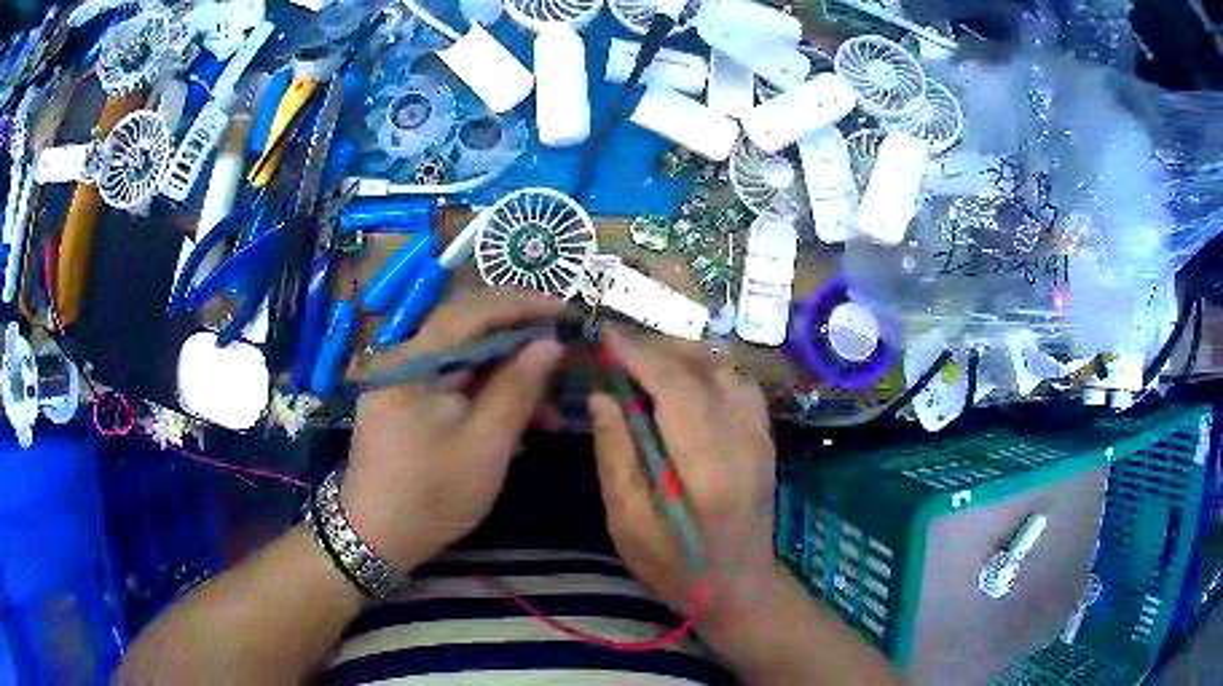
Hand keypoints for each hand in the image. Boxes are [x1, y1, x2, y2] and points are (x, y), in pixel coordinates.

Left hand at [342, 289, 566, 570]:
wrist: (375, 537)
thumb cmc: (432, 494)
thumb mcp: (485, 445)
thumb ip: (517, 389)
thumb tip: (550, 343)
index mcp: (415, 361)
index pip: (472, 310)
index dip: (523, 304)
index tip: (567, 311)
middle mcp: (404, 359)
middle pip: (468, 332)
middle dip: (519, 342)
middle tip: (563, 355)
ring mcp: (402, 382)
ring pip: (464, 361)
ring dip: (507, 376)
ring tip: (548, 408)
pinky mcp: (405, 404)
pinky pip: (452, 384)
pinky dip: (485, 395)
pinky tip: (514, 421)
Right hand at [588, 326, 779, 622]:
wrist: (740, 587)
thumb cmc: (677, 567)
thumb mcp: (628, 524)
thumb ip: (616, 455)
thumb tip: (603, 394)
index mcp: (709, 470)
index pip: (676, 388)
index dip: (639, 354)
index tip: (604, 335)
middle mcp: (744, 441)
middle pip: (702, 368)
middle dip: (656, 348)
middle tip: (616, 350)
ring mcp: (761, 436)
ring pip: (725, 368)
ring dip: (682, 355)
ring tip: (644, 363)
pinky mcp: (765, 437)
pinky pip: (738, 382)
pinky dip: (706, 368)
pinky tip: (682, 381)